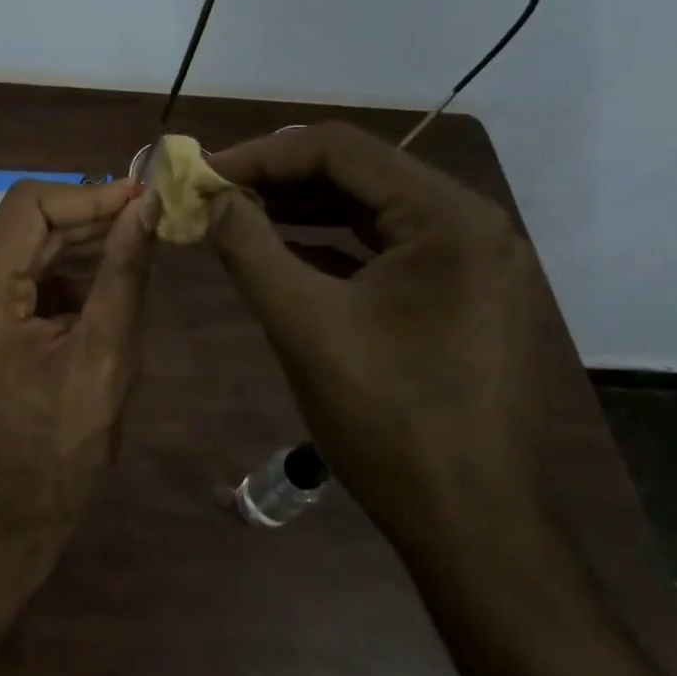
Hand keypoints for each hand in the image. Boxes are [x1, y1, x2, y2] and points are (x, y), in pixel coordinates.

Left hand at [0, 179, 155, 555]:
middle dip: (86, 223)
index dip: (86, 196)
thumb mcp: (106, 358)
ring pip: (19, 251)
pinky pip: (11, 278)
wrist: (6, 514)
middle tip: (146, 221)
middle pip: (23, 228)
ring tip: (130, 257)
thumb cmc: (63, 449)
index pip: (27, 207)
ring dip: (74, 251)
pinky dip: (54, 278)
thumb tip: (147, 208)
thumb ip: (124, 274)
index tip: (138, 198)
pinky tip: (94, 294)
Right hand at [204, 122, 564, 552]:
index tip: (204, 174)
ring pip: (369, 208)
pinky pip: (384, 246)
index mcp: (447, 217)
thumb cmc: (388, 421)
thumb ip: (249, 247)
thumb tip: (211, 198)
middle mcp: (470, 222)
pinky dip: (329, 242)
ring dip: (300, 208)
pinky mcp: (460, 292)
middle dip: (278, 178)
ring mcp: (471, 259)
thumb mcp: (303, 324)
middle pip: (357, 172)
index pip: (339, 149)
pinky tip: (281, 249)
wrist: (472, 526)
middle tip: (214, 193)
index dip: (261, 155)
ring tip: (236, 215)